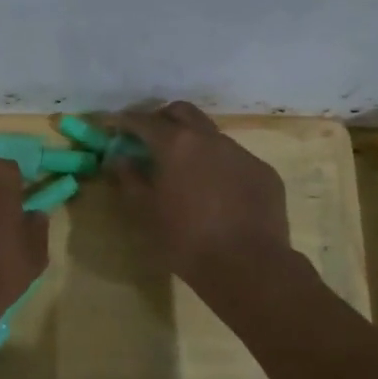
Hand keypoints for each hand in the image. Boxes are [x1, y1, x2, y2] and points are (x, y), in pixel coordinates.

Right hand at [106, 102, 291, 287]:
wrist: (249, 266)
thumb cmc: (186, 240)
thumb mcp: (146, 213)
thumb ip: (130, 179)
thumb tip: (120, 158)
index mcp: (176, 145)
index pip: (144, 121)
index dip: (125, 121)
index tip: (113, 125)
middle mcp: (210, 138)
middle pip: (182, 112)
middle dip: (162, 118)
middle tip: (150, 138)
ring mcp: (241, 153)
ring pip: (211, 135)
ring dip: (193, 142)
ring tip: (185, 169)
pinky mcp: (263, 172)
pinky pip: (235, 159)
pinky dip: (218, 165)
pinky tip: (217, 192)